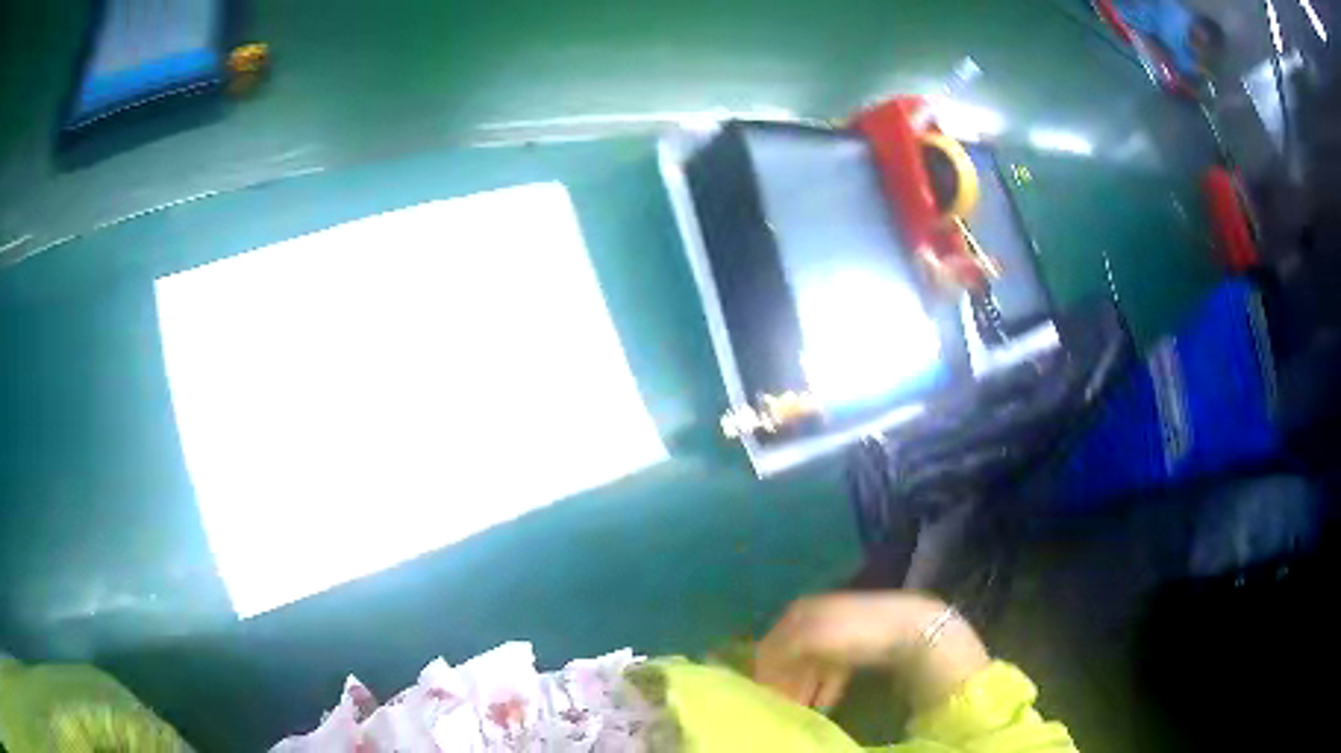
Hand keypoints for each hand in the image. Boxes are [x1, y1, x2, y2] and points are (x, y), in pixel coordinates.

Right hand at [753, 592, 945, 708]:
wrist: (908, 627)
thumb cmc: (854, 633)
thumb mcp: (809, 639)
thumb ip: (779, 652)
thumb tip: (758, 669)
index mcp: (798, 612)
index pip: (768, 646)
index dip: (764, 674)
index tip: (763, 699)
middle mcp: (812, 618)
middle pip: (789, 657)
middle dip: (784, 684)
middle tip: (782, 709)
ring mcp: (836, 632)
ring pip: (809, 666)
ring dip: (803, 689)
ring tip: (801, 712)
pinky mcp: (854, 646)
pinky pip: (830, 670)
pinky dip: (824, 688)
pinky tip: (824, 705)